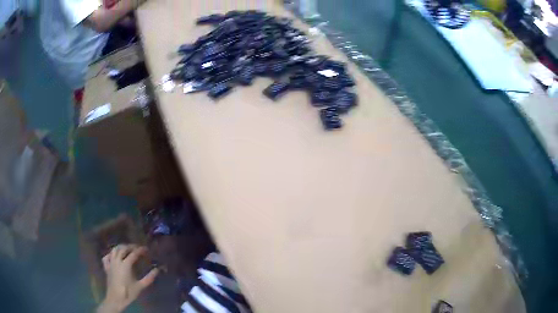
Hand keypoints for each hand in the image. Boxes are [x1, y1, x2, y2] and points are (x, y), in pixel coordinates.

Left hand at [97, 244, 158, 312]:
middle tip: (137, 247)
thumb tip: (157, 270)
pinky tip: (114, 255)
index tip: (146, 249)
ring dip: (121, 247)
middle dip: (130, 246)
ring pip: (114, 250)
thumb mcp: (140, 286)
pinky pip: (107, 256)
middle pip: (123, 249)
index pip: (133, 254)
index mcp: (126, 265)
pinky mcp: (106, 267)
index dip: (140, 250)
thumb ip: (149, 278)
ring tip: (126, 249)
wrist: (116, 299)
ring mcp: (110, 263)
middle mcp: (117, 261)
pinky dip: (111, 254)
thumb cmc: (129, 292)